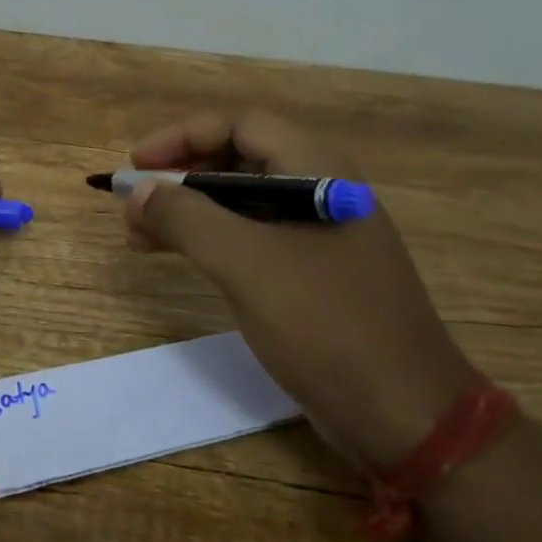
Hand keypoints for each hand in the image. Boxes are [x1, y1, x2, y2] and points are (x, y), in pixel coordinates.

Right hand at [123, 110, 477, 469]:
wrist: (405, 416)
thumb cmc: (326, 324)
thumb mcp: (246, 264)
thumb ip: (186, 218)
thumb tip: (138, 190)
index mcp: (319, 171)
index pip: (241, 125)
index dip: (183, 136)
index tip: (138, 163)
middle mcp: (321, 190)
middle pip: (239, 159)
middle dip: (181, 175)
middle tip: (135, 202)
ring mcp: (319, 233)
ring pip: (241, 201)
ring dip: (188, 210)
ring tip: (140, 235)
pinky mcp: (313, 271)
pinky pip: (251, 237)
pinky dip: (209, 239)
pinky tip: (178, 256)